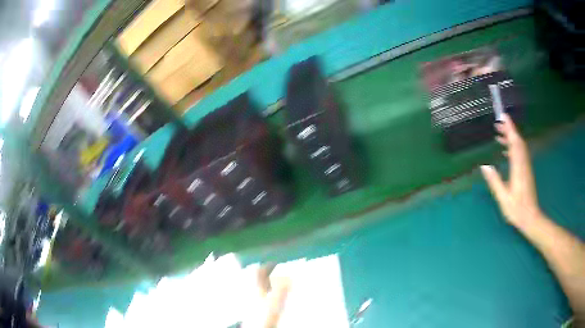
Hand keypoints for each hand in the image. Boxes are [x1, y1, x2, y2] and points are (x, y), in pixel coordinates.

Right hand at [481, 113, 541, 227]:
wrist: (530, 217)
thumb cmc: (516, 209)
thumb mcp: (503, 198)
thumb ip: (495, 181)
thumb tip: (484, 166)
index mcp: (518, 168)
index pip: (515, 142)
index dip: (510, 128)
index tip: (503, 116)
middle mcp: (523, 164)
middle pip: (518, 141)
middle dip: (509, 130)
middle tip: (498, 124)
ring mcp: (526, 167)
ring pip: (520, 147)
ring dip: (511, 138)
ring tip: (499, 135)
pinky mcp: (526, 171)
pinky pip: (520, 154)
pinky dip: (513, 147)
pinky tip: (506, 151)